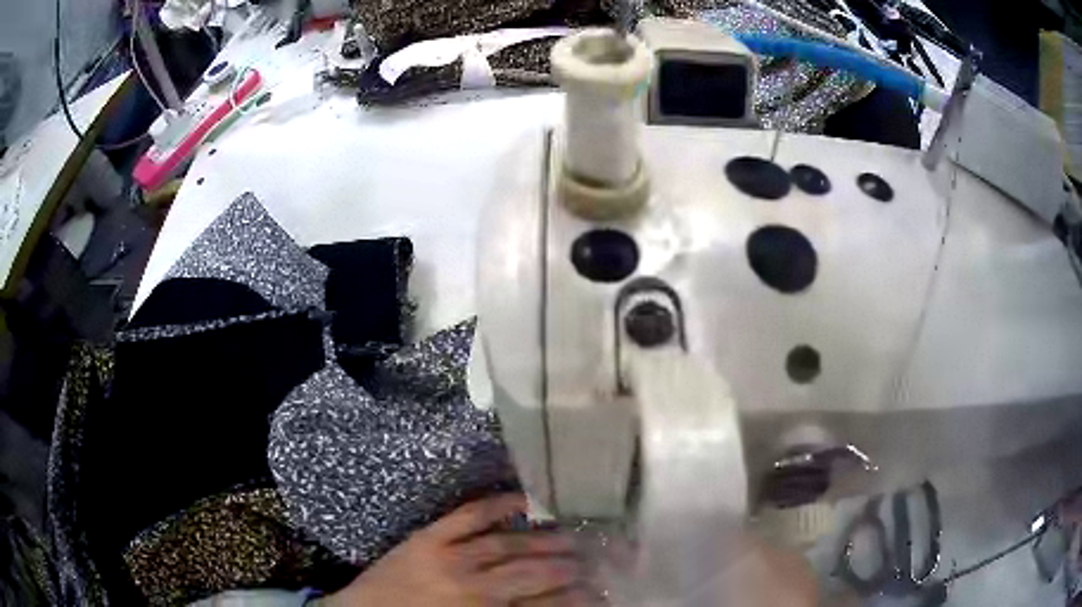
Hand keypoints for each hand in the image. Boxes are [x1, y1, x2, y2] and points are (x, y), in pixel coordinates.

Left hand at [318, 493, 591, 605]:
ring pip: (509, 545)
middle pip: (534, 573)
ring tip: (574, 536)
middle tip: (598, 558)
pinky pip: (468, 516)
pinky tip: (524, 499)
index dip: (577, 598)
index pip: (545, 605)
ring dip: (545, 540)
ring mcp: (449, 557)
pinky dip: (497, 505)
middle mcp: (473, 586)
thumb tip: (548, 604)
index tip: (601, 591)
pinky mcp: (428, 538)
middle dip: (570, 566)